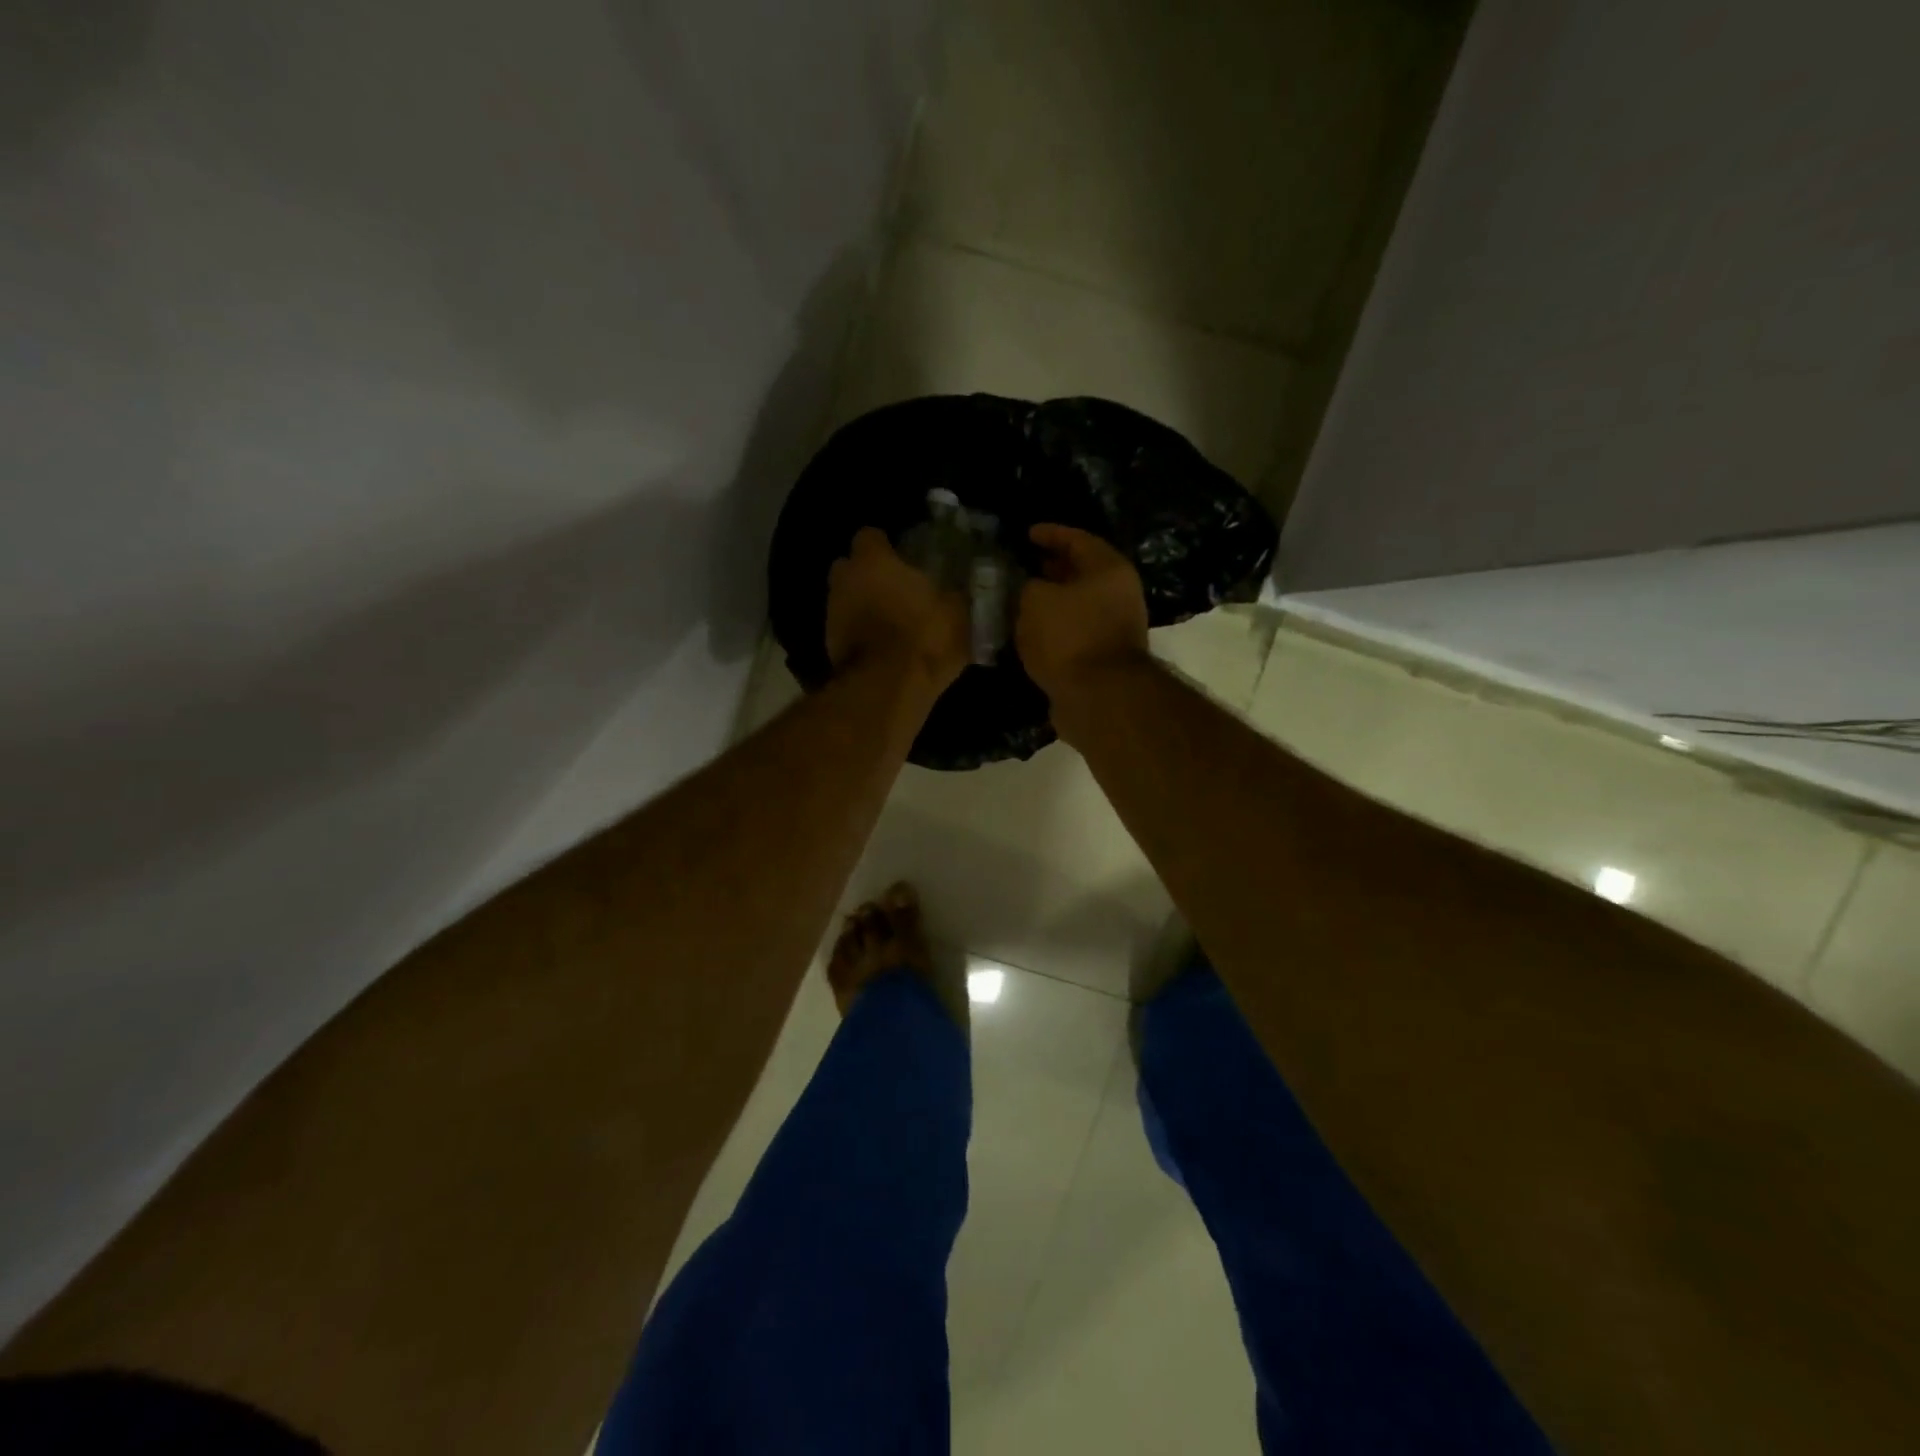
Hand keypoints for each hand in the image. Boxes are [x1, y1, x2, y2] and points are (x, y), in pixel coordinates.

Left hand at [826, 527, 968, 692]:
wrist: (886, 689)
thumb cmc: (924, 638)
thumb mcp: (956, 614)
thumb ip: (952, 595)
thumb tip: (956, 591)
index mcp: (873, 561)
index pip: (870, 536)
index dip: (886, 548)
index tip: (903, 561)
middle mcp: (844, 580)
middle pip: (850, 567)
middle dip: (868, 576)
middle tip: (894, 591)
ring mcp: (831, 614)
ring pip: (846, 600)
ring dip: (863, 608)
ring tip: (890, 625)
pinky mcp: (828, 646)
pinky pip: (846, 631)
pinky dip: (860, 636)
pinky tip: (882, 650)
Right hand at [1016, 523, 1150, 715]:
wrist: (1098, 698)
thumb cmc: (1069, 637)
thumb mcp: (1035, 600)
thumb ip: (1026, 586)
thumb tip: (1027, 589)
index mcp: (1108, 569)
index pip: (1077, 539)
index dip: (1049, 533)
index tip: (1026, 534)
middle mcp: (1118, 594)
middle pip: (1080, 573)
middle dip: (1050, 569)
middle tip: (1021, 566)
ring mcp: (1113, 627)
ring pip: (1076, 605)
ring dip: (1049, 602)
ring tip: (1018, 600)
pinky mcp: (1102, 657)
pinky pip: (1073, 632)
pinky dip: (1053, 628)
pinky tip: (1028, 632)